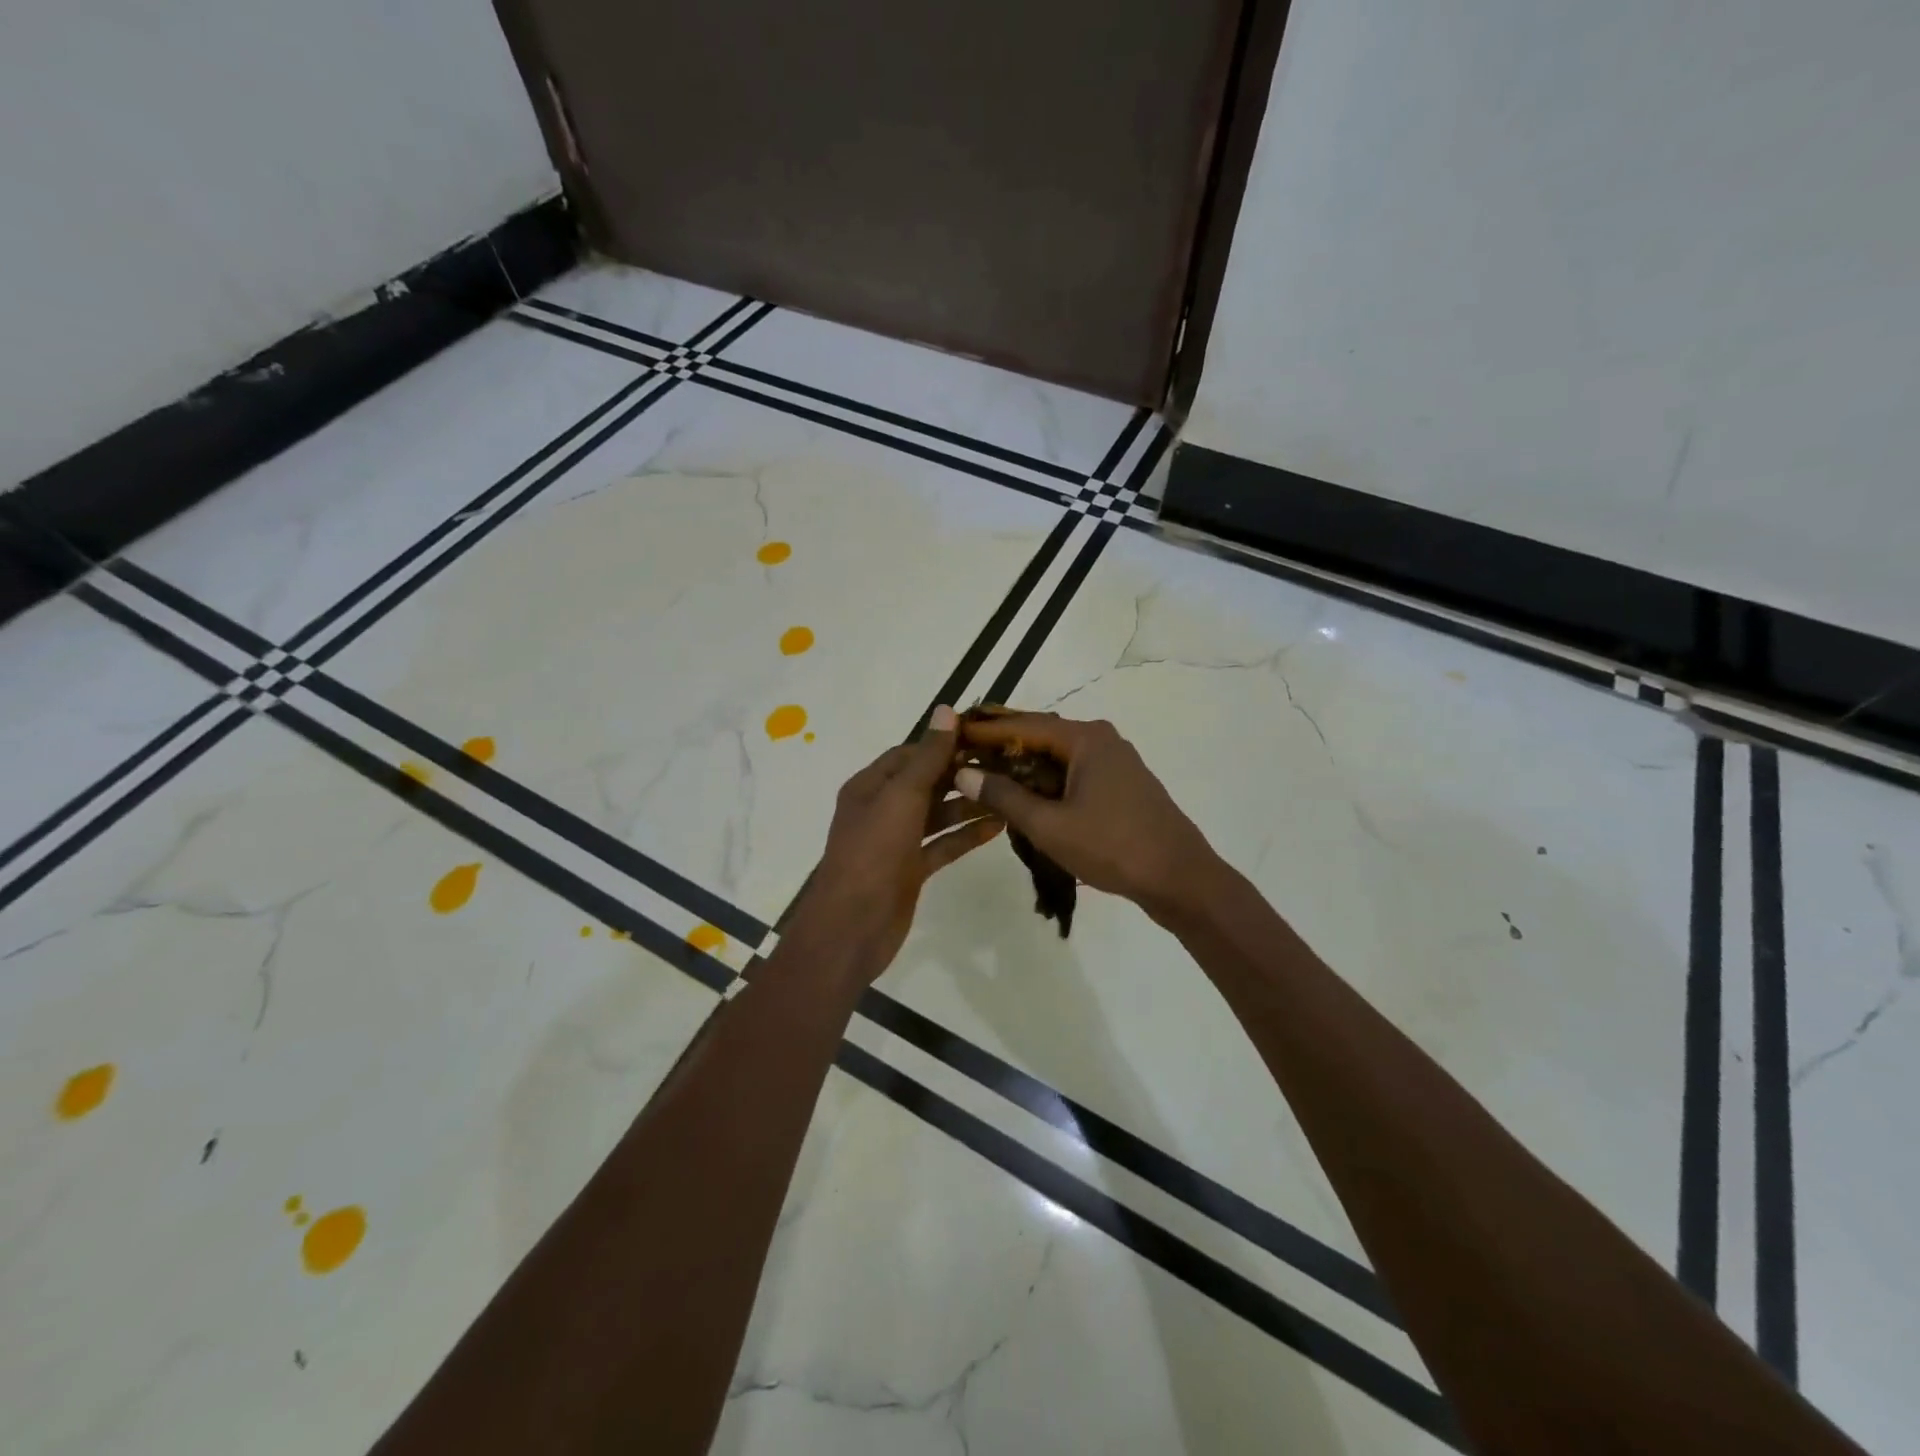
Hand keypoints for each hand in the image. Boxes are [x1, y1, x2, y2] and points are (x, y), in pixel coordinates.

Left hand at [788, 706, 1002, 982]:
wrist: (852, 927)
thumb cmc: (873, 853)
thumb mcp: (901, 797)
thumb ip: (927, 757)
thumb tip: (946, 709)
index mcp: (870, 786)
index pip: (910, 754)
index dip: (943, 743)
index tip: (984, 737)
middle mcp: (882, 809)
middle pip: (926, 782)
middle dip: (961, 773)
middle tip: (1006, 765)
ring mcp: (896, 841)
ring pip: (937, 814)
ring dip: (968, 804)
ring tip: (1009, 793)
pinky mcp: (911, 869)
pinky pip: (943, 844)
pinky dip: (966, 835)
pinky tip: (998, 826)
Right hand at [954, 712, 1220, 920]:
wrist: (1180, 878)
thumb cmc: (1113, 847)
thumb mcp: (1049, 826)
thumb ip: (1005, 797)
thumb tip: (964, 773)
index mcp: (1086, 738)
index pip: (1024, 724)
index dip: (986, 729)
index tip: (953, 732)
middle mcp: (1101, 739)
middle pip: (1041, 733)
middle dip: (1002, 743)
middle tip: (963, 750)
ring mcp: (1114, 761)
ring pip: (1057, 754)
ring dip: (1023, 763)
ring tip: (985, 772)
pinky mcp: (1120, 784)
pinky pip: (1073, 771)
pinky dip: (1046, 778)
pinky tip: (1025, 794)